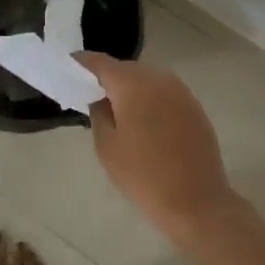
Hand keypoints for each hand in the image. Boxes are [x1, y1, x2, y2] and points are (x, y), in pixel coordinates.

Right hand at [77, 54, 241, 241]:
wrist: (197, 202)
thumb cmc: (143, 175)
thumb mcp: (106, 146)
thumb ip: (98, 112)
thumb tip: (100, 96)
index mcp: (132, 83)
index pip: (99, 62)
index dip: (81, 63)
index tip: (67, 69)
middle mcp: (157, 78)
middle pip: (124, 68)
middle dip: (107, 77)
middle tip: (91, 95)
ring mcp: (180, 91)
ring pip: (146, 78)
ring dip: (130, 88)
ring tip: (117, 109)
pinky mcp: (193, 106)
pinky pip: (163, 92)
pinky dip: (149, 98)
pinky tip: (144, 121)